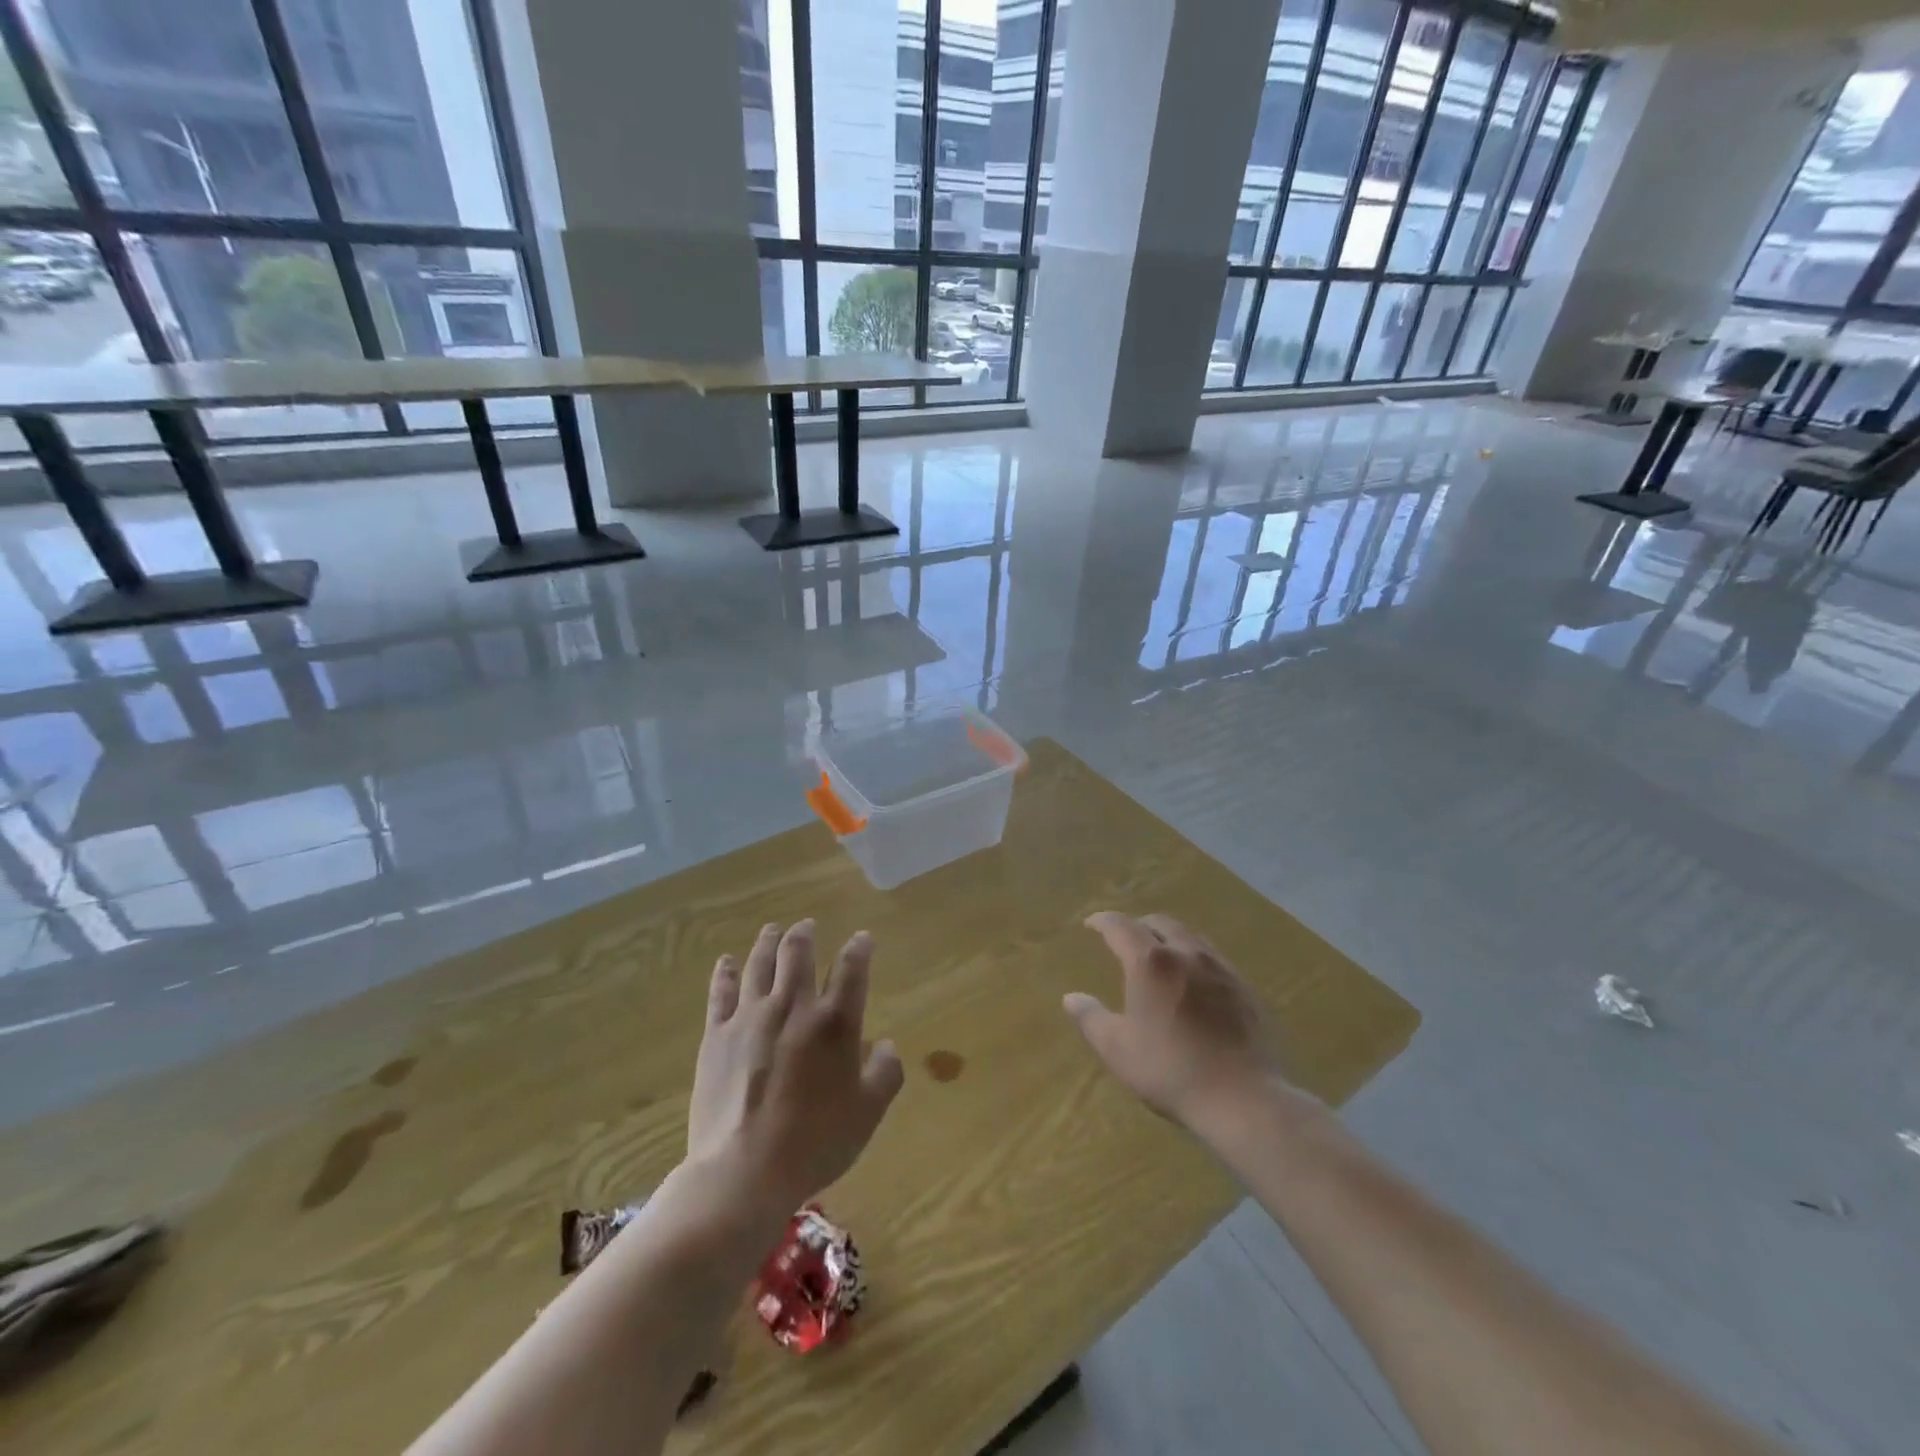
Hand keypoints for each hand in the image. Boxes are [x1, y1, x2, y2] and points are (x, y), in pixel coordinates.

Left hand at [689, 921, 903, 1214]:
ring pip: (760, 964)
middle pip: (798, 953)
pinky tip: (726, 961)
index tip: (862, 937)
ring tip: (773, 929)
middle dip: (806, 934)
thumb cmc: (816, 1142)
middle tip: (808, 925)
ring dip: (768, 942)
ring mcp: (750, 1017)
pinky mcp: (717, 1035)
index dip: (859, 948)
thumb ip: (885, 1072)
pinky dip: (725, 972)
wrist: (744, 1172)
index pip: (851, 968)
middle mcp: (793, 1006)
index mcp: (835, 1021)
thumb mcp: (869, 1112)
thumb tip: (884, 1045)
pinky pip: (721, 993)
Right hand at [1064, 912, 1276, 1126]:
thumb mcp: (1117, 1049)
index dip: (1102, 921)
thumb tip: (1071, 998)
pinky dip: (1195, 959)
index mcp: (1150, 962)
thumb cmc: (1170, 1070)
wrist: (1243, 1098)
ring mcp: (1220, 969)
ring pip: (1191, 937)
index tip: (1091, 924)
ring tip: (1161, 958)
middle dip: (1138, 925)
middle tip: (1125, 940)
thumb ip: (1090, 1018)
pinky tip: (1195, 984)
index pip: (1121, 926)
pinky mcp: (1245, 989)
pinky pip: (1214, 959)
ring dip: (1170, 938)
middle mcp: (1186, 953)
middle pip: (1160, 922)